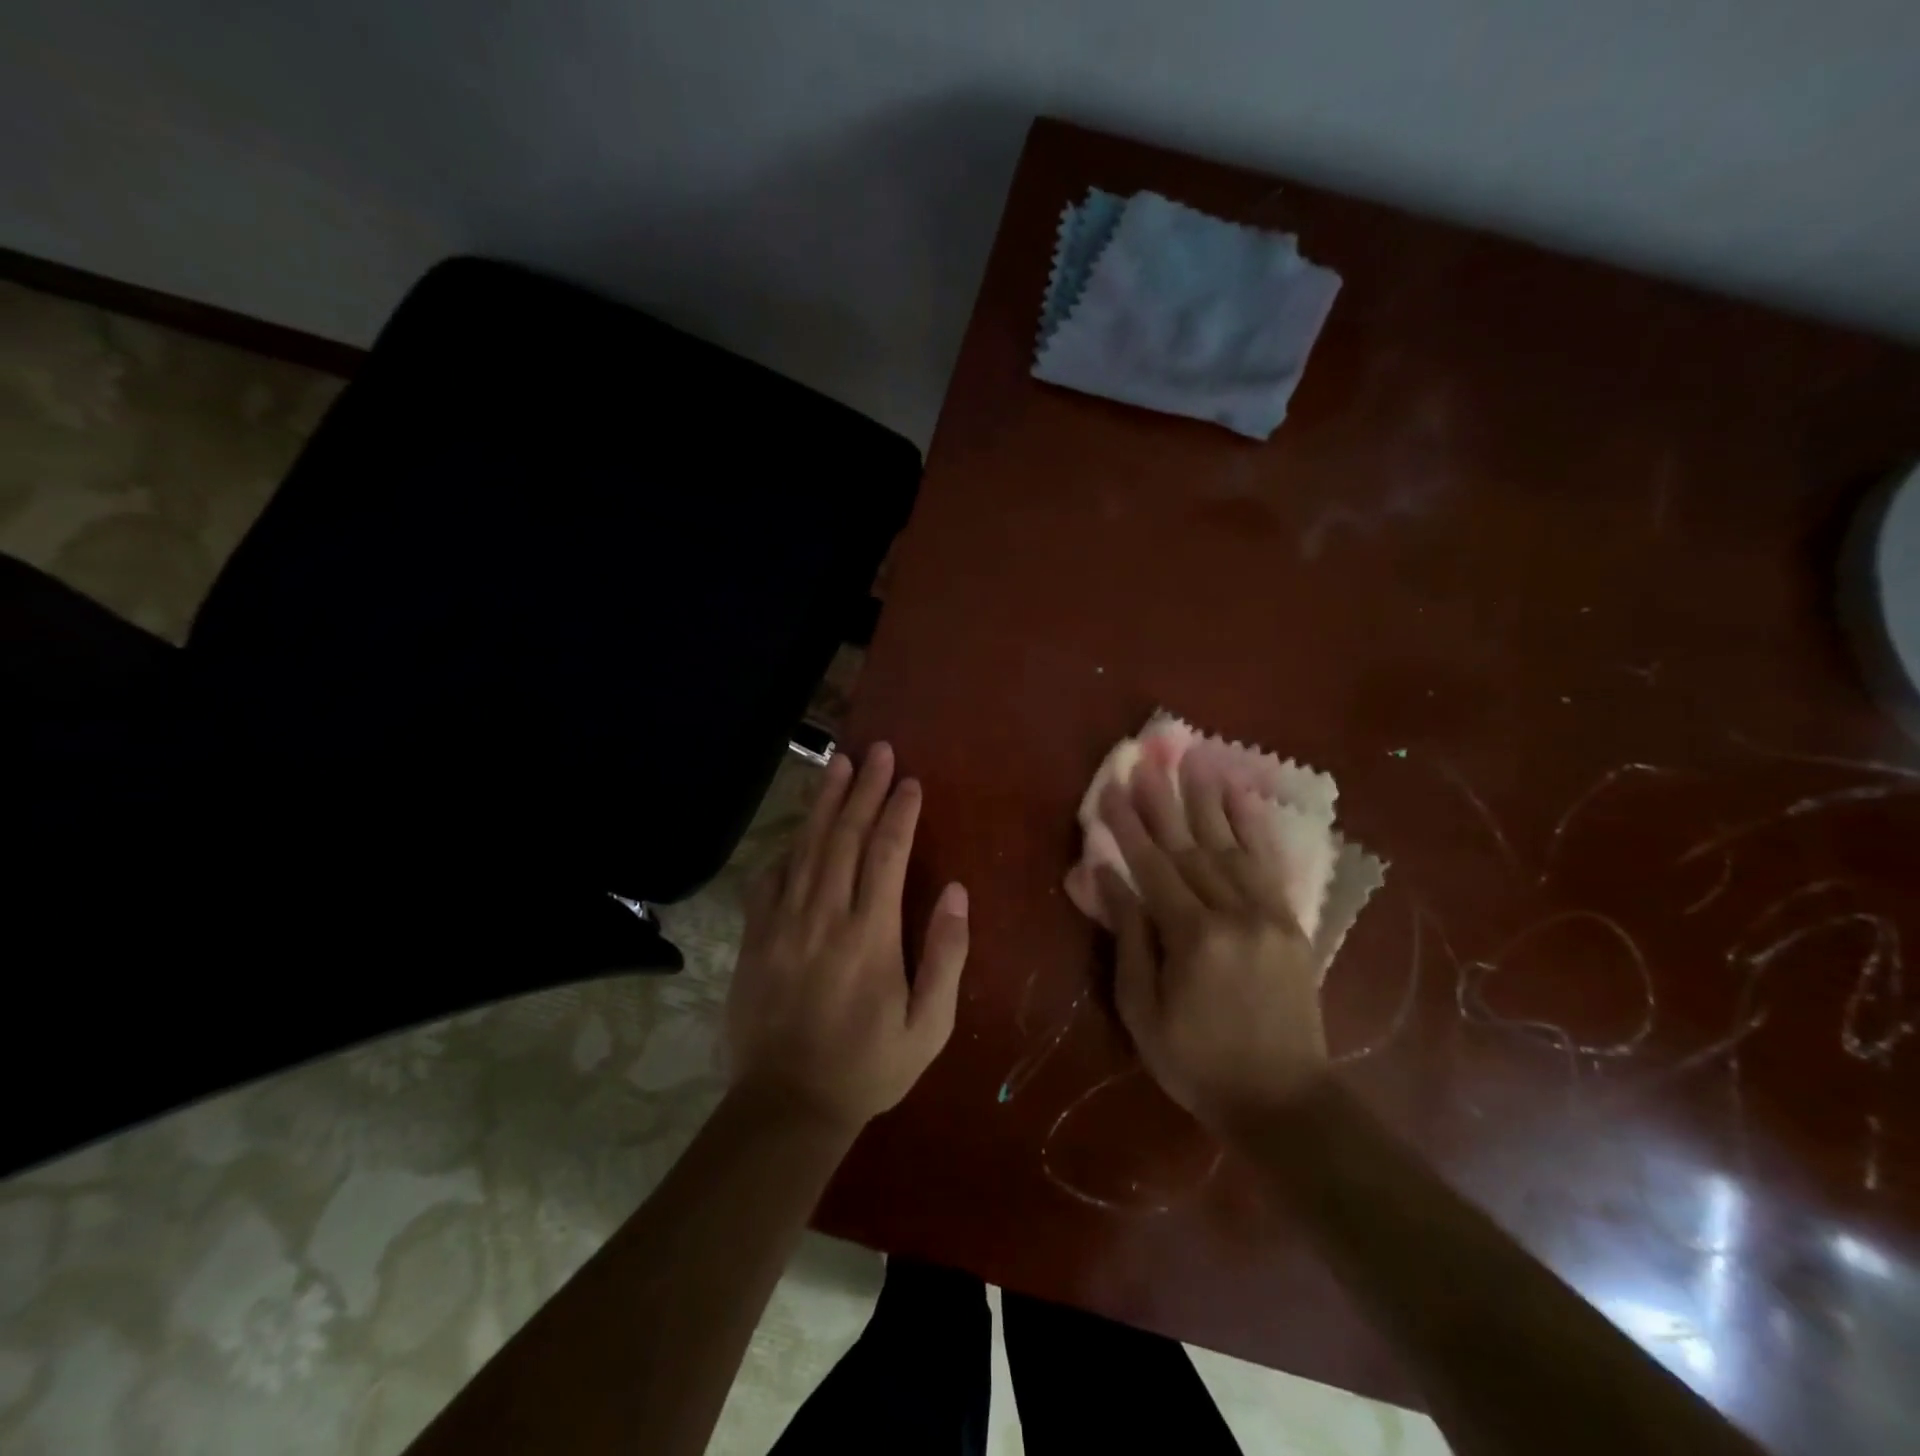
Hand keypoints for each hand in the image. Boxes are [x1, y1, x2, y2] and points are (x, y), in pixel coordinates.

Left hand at [726, 743, 969, 1132]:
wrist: (787, 1105)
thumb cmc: (868, 1066)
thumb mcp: (929, 1025)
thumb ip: (945, 955)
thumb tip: (955, 892)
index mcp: (870, 935)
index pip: (887, 854)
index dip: (899, 812)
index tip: (910, 781)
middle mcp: (824, 916)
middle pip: (845, 836)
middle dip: (863, 789)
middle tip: (876, 751)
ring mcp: (783, 923)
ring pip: (806, 847)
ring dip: (824, 801)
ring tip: (837, 763)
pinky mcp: (755, 937)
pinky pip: (770, 879)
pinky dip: (787, 848)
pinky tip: (798, 829)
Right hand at [1096, 752, 1328, 1134]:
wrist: (1282, 1099)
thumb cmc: (1196, 1061)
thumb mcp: (1143, 1011)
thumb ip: (1129, 938)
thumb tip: (1108, 878)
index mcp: (1193, 938)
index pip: (1152, 867)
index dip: (1128, 826)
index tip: (1111, 788)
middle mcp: (1233, 914)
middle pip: (1190, 847)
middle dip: (1163, 801)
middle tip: (1145, 760)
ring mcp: (1268, 915)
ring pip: (1230, 845)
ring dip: (1207, 800)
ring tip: (1191, 759)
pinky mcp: (1289, 922)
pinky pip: (1268, 864)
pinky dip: (1252, 826)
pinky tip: (1239, 797)